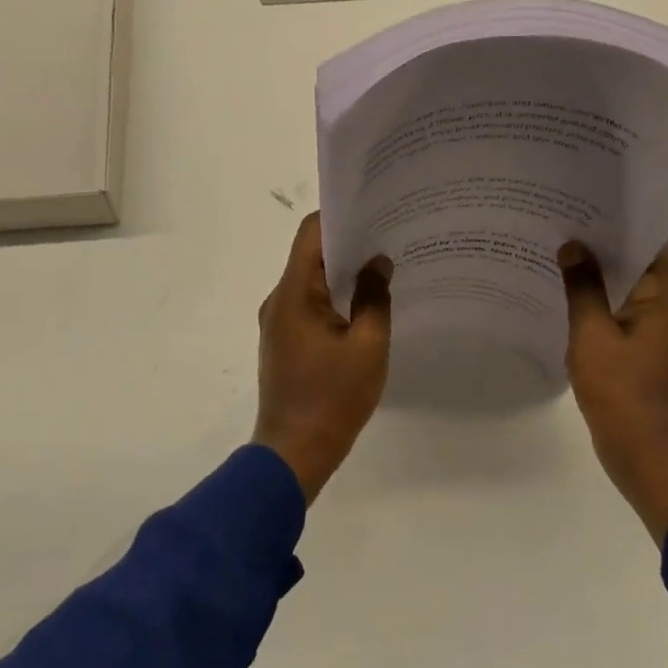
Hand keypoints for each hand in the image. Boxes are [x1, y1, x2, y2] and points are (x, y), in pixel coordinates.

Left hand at [255, 212, 391, 502]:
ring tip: (382, 270)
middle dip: (348, 245)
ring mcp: (278, 322)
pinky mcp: (283, 341)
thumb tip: (377, 263)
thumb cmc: (332, 398)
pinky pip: (309, 305)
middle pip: (311, 255)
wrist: (294, 453)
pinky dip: (334, 299)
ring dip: (342, 274)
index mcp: (293, 293)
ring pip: (311, 282)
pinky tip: (363, 306)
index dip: (341, 216)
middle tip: (389, 240)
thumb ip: (374, 298)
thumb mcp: (367, 346)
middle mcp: (278, 300)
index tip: (375, 214)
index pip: (311, 233)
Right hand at [560, 236, 667, 542]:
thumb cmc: (623, 393)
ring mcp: (661, 333)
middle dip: (610, 240)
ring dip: (604, 271)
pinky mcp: (647, 353)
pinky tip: (570, 295)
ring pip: (633, 288)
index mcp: (667, 299)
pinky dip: (603, 300)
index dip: (633, 215)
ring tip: (564, 248)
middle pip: (645, 261)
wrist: (648, 457)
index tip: (599, 195)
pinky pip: (625, 313)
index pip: (659, 240)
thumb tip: (573, 247)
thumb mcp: (593, 336)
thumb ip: (582, 289)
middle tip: (569, 217)